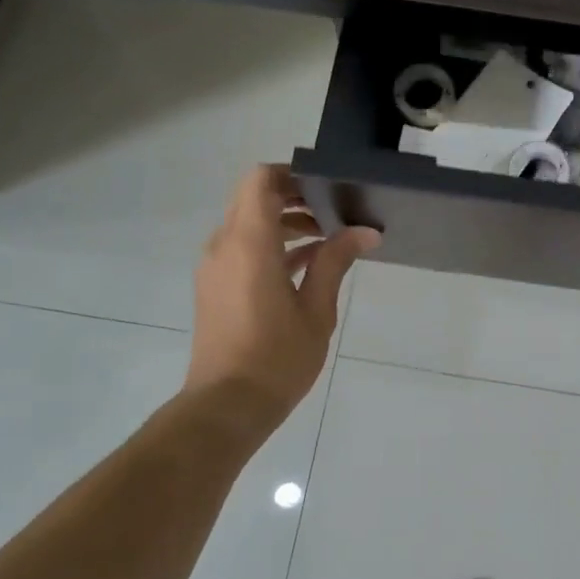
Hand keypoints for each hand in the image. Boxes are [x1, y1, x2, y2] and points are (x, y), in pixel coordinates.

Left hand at [185, 165, 379, 432]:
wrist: (227, 404)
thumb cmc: (277, 358)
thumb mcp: (316, 311)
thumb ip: (335, 263)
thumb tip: (364, 232)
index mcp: (250, 245)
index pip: (261, 181)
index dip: (292, 174)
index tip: (327, 186)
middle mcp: (224, 246)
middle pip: (253, 198)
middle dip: (293, 197)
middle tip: (335, 211)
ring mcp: (215, 267)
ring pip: (247, 223)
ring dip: (283, 223)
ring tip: (329, 239)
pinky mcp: (215, 286)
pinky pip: (242, 248)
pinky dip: (271, 246)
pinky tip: (307, 264)